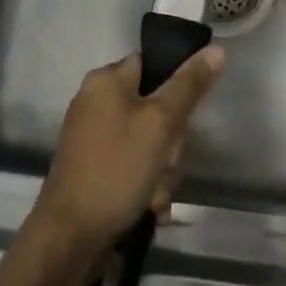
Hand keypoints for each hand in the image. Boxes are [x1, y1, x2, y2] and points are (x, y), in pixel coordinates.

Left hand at [33, 47, 224, 251]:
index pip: (154, 66)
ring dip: (160, 170)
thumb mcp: (160, 123)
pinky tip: (147, 206)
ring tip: (155, 194)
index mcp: (106, 79)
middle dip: (169, 143)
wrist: (69, 236)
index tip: (181, 122)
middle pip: (154, 108)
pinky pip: (131, 164)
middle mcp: (96, 100)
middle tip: (166, 163)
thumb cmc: (117, 168)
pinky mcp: (93, 166)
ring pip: (147, 142)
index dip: (175, 91)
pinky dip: (144, 184)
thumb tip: (216, 49)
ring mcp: (93, 135)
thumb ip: (189, 85)